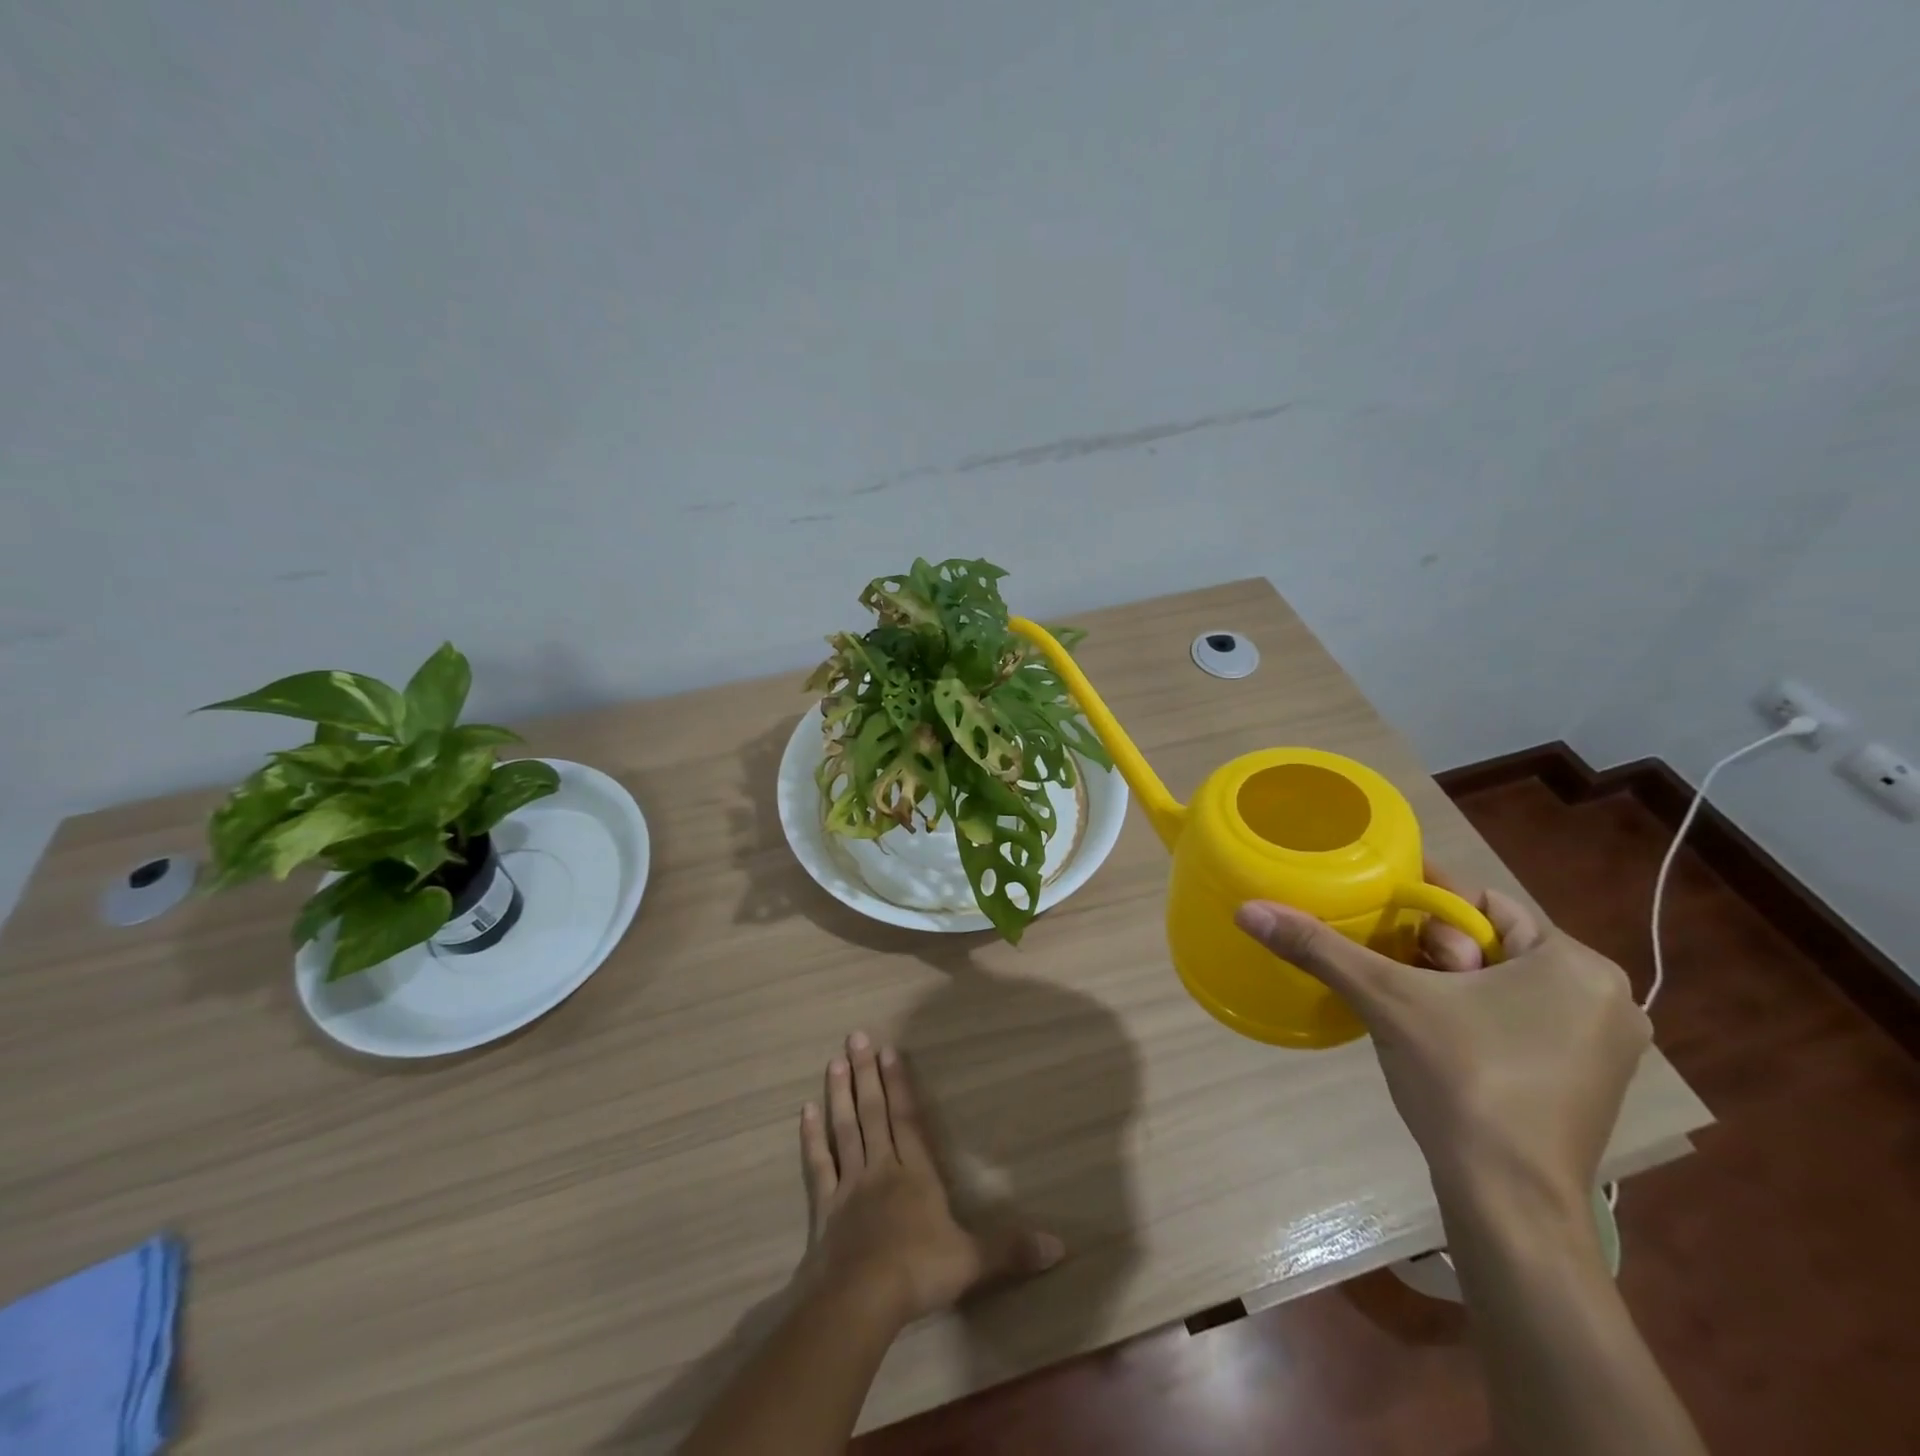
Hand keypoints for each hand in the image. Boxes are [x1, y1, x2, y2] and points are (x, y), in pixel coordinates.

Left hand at [797, 1030, 1063, 1328]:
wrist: (861, 1300)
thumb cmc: (919, 1273)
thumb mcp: (972, 1261)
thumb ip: (1011, 1249)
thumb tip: (1060, 1246)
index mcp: (916, 1174)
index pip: (908, 1119)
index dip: (899, 1084)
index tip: (889, 1049)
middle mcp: (882, 1169)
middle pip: (874, 1113)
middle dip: (867, 1074)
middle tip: (856, 1036)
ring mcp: (850, 1185)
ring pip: (845, 1129)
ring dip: (840, 1094)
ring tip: (835, 1061)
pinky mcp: (824, 1207)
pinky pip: (818, 1165)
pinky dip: (811, 1138)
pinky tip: (805, 1111)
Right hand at [1234, 872, 1651, 1214]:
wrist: (1510, 1204)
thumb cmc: (1463, 1082)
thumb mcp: (1385, 1000)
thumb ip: (1319, 948)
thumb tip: (1248, 909)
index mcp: (1575, 964)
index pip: (1481, 904)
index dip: (1423, 906)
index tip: (1378, 915)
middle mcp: (1604, 997)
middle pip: (1491, 943)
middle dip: (1434, 952)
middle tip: (1395, 977)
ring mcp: (1603, 1046)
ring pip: (1502, 982)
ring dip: (1448, 984)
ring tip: (1404, 1004)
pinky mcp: (1587, 1082)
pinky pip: (1519, 1020)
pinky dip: (1473, 1015)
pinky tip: (1435, 1036)